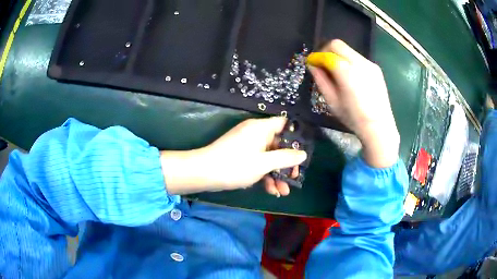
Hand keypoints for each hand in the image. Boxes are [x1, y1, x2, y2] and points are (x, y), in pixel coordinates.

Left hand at [161, 117, 306, 196]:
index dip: (296, 136)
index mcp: (261, 128)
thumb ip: (286, 158)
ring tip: (283, 192)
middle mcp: (255, 133)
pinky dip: (265, 175)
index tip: (303, 152)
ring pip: (268, 157)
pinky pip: (258, 162)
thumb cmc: (235, 165)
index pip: (284, 124)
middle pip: (278, 144)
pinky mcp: (241, 156)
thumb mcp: (264, 163)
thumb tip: (303, 154)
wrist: (204, 173)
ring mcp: (247, 146)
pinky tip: (271, 191)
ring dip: (276, 174)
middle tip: (294, 178)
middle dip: (287, 163)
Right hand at [307, 39, 399, 167]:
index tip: (312, 63)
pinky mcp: (375, 68)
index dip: (316, 56)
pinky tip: (351, 76)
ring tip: (337, 71)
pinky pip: (358, 57)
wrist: (378, 126)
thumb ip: (321, 80)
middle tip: (323, 63)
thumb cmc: (353, 117)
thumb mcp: (332, 101)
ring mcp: (369, 64)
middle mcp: (359, 63)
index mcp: (346, 72)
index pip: (327, 54)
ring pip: (348, 50)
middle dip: (326, 51)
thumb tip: (312, 65)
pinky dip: (349, 61)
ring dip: (338, 55)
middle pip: (337, 44)